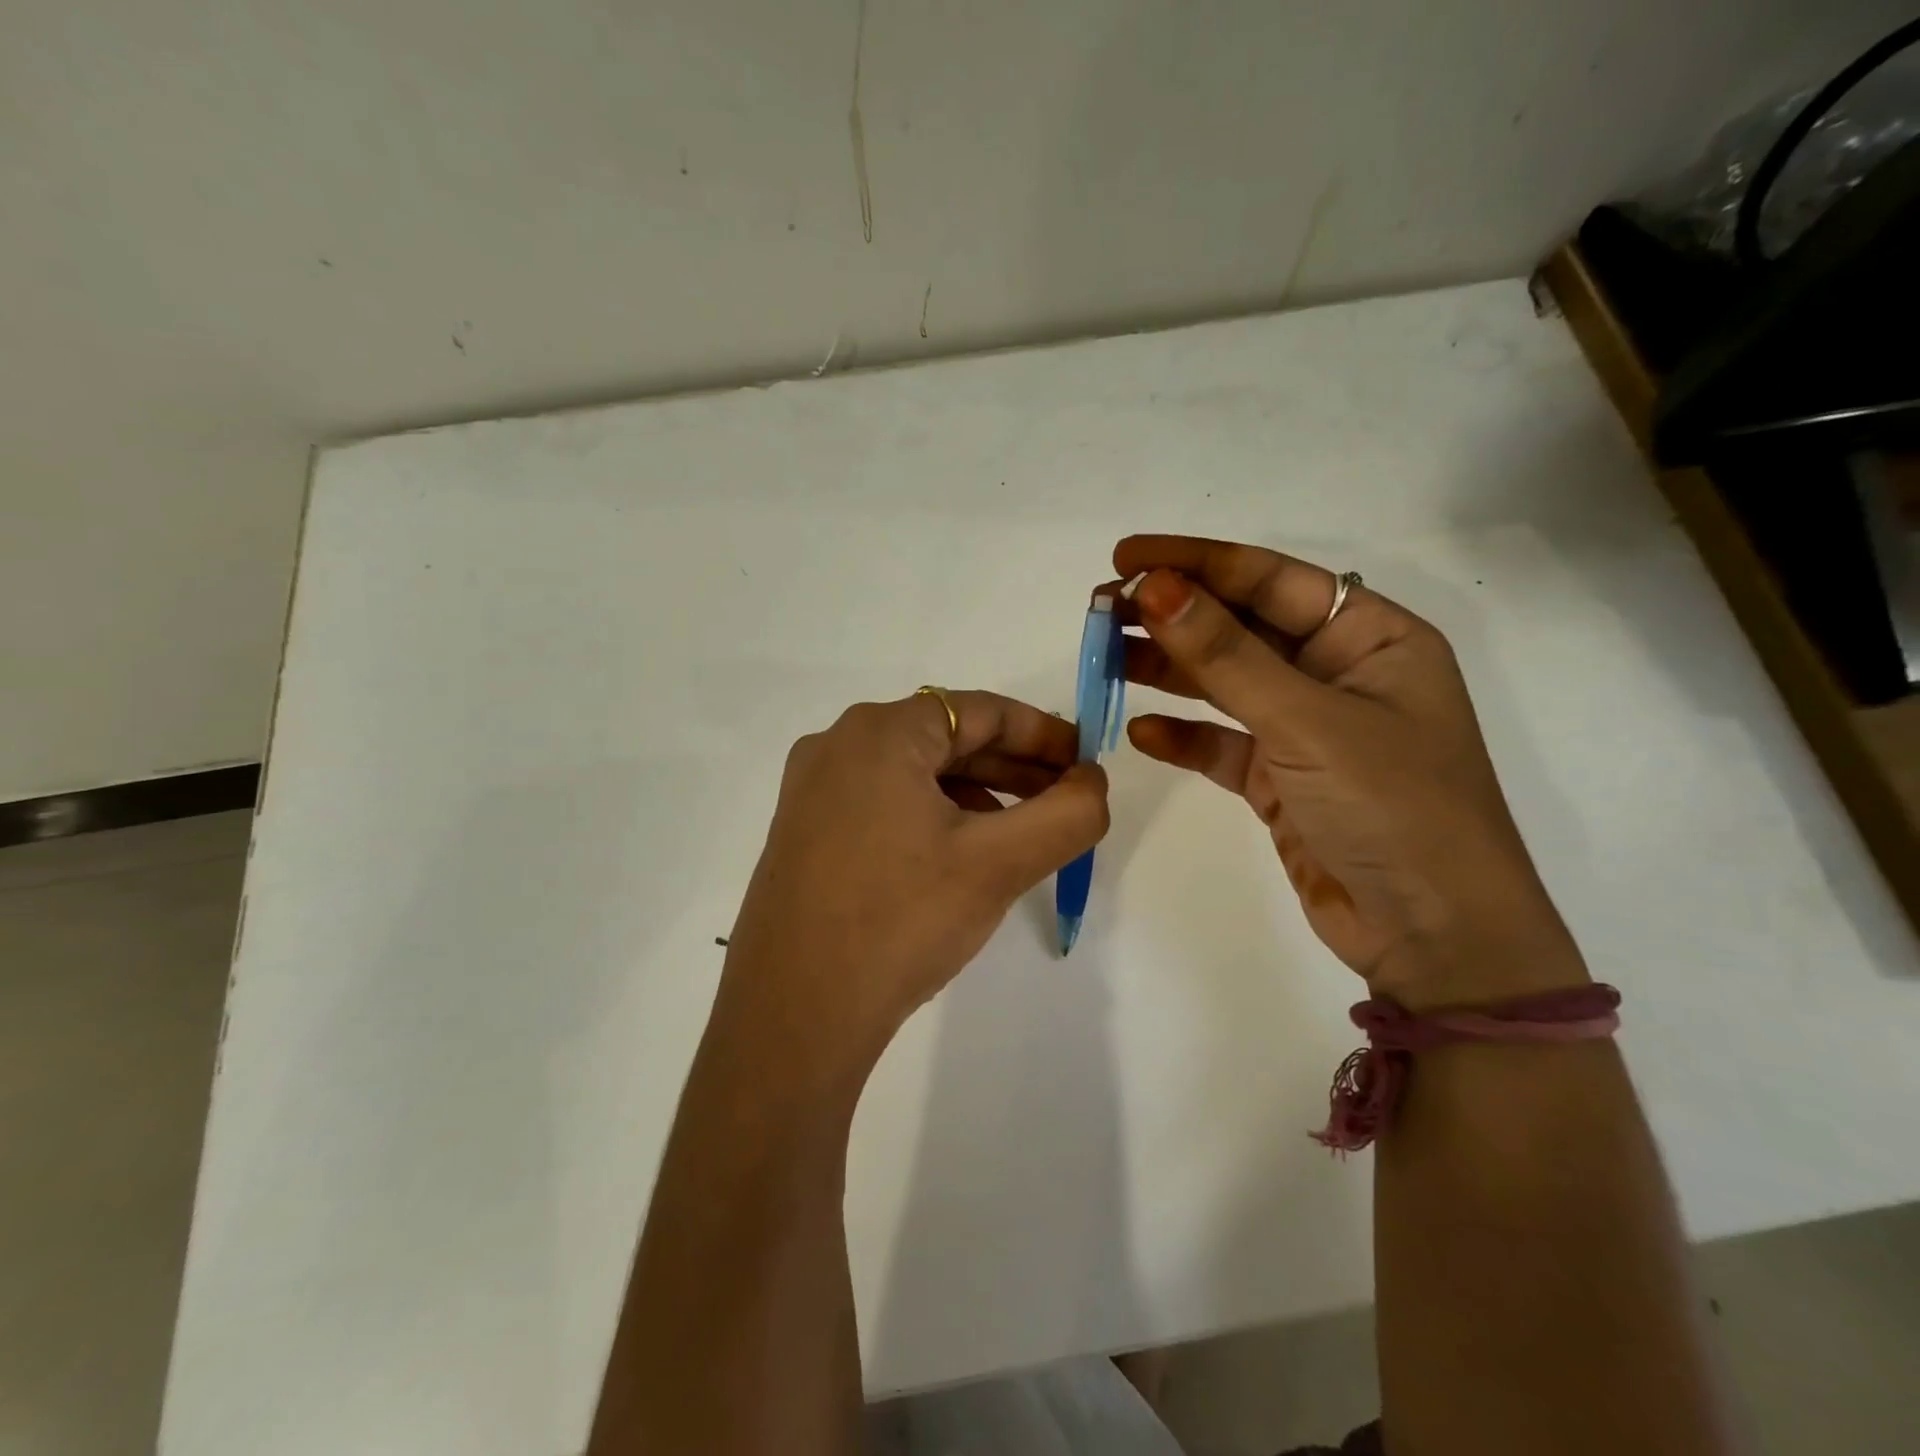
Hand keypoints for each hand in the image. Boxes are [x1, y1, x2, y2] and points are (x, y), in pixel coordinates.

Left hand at [713, 691, 1109, 1094]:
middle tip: (1065, 799)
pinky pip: (883, 802)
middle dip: (1012, 766)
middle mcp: (837, 745)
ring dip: (976, 793)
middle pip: (945, 738)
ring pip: (914, 773)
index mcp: (879, 732)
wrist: (794, 1013)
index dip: (1043, 733)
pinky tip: (960, 855)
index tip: (1086, 764)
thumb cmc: (901, 920)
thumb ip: (1067, 813)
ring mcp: (812, 790)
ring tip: (1021, 831)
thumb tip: (1092, 781)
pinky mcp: (803, 832)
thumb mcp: (998, 864)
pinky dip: (932, 815)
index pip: (980, 711)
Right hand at [1115, 535, 1585, 1010]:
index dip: (1196, 562)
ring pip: (1225, 684)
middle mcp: (1340, 674)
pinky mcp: (1282, 781)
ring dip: (1167, 669)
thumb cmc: (1394, 809)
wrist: (1435, 939)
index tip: (1126, 559)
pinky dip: (1183, 737)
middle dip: (1173, 615)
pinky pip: (1222, 745)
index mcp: (1372, 638)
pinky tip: (1140, 731)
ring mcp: (1308, 730)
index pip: (1271, 580)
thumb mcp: (1308, 722)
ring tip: (1104, 655)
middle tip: (1102, 608)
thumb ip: (1226, 656)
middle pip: (1242, 628)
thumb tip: (1156, 589)